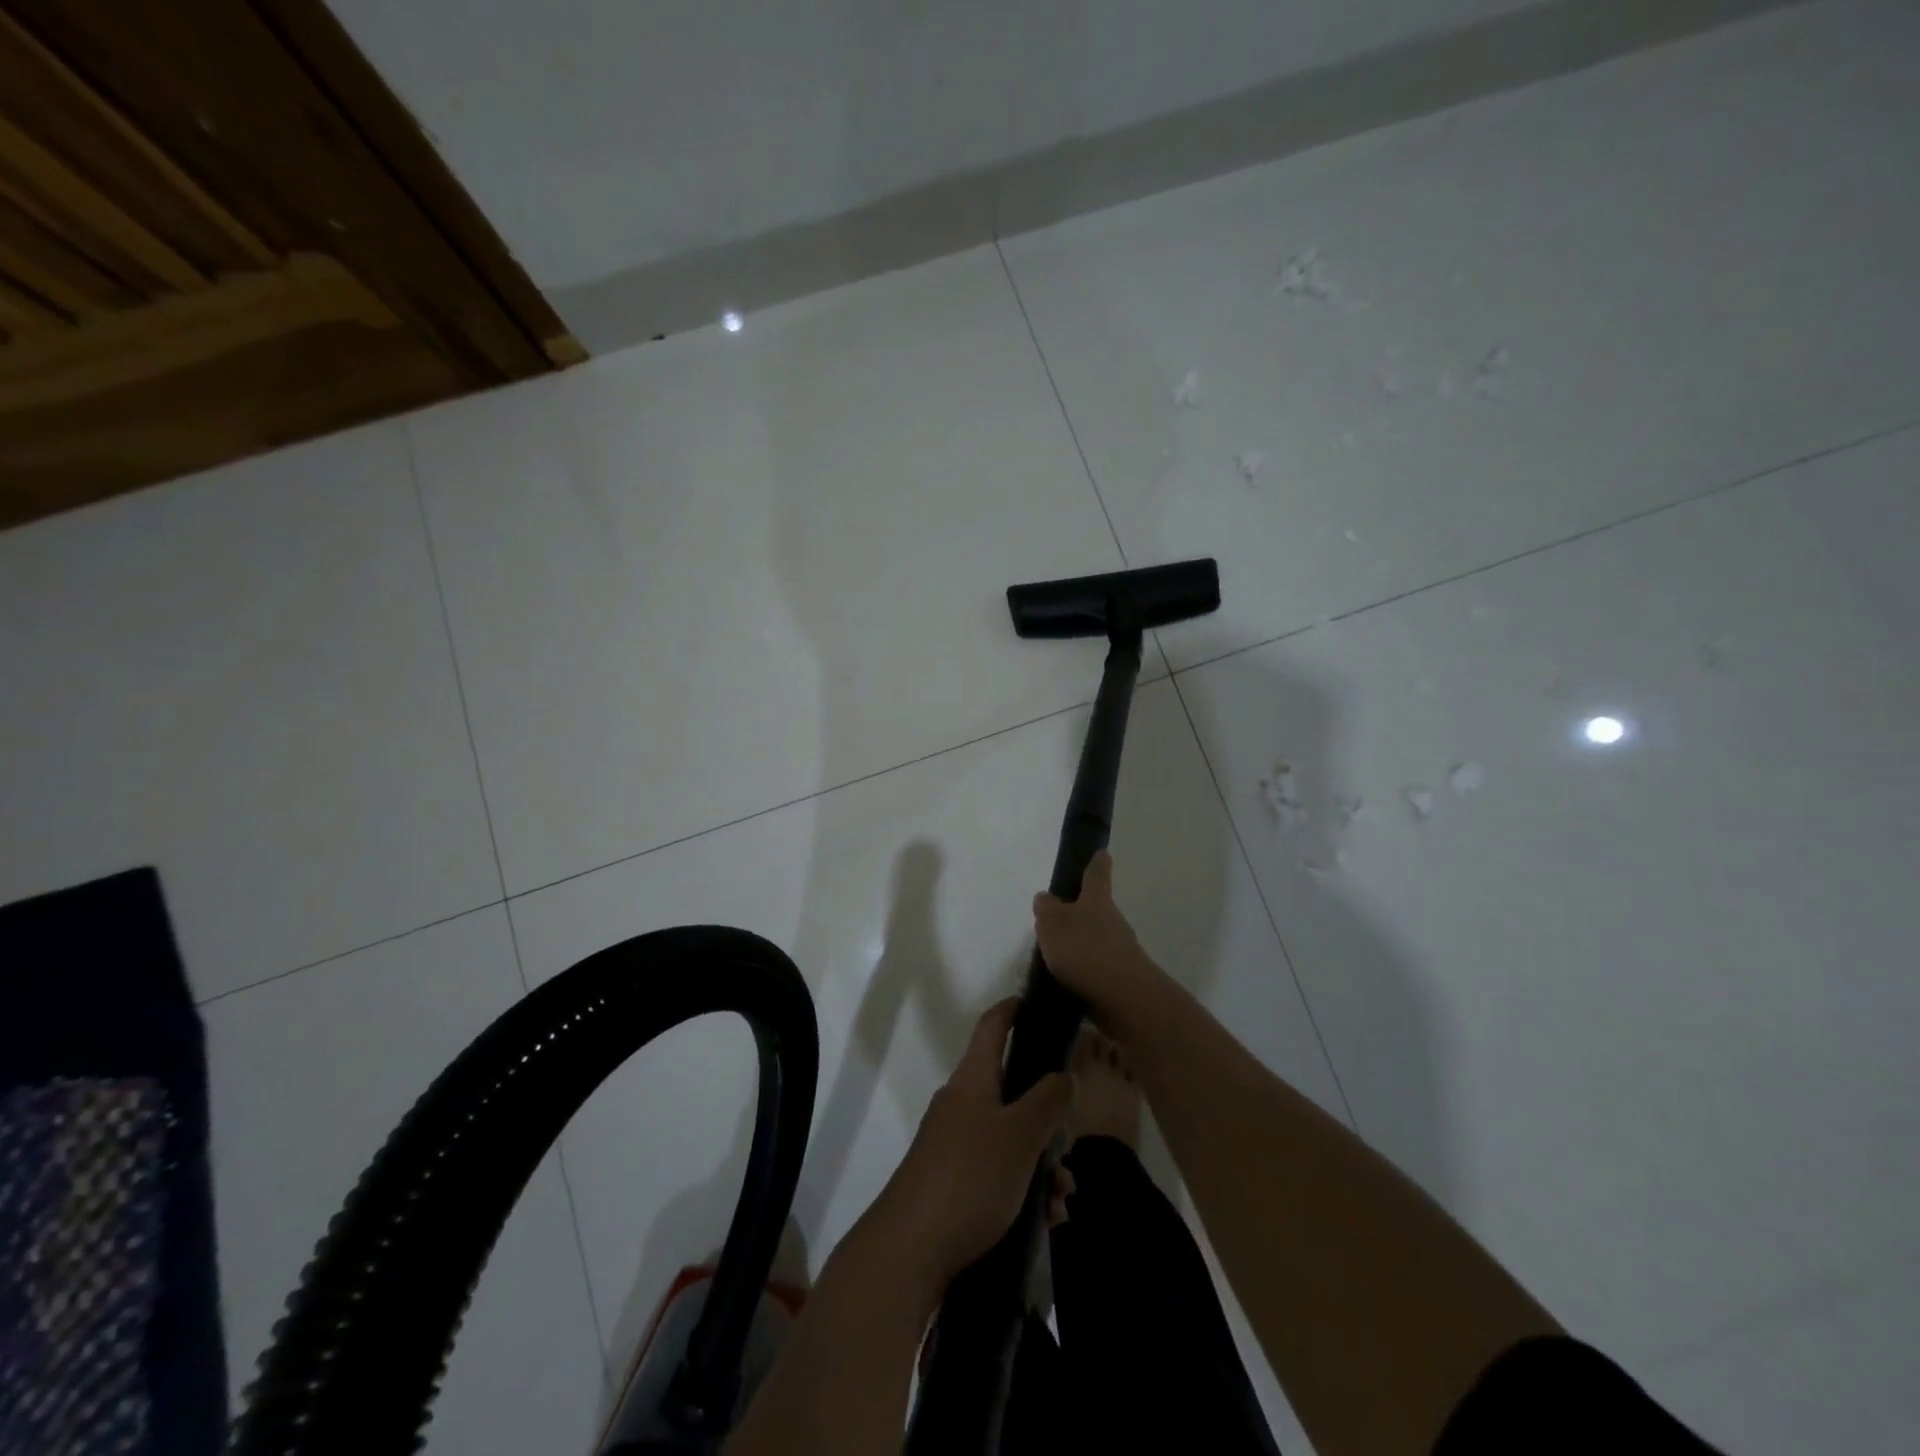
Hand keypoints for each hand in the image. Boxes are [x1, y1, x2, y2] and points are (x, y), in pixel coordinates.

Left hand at [871, 999, 1073, 1293]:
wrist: (910, 1251)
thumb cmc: (969, 1178)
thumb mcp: (1019, 1135)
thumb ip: (1047, 1100)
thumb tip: (1063, 1074)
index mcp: (972, 1080)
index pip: (992, 1026)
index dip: (1013, 1010)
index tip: (1037, 1003)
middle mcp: (962, 1104)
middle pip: (1012, 1091)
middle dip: (1048, 1118)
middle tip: (1070, 1148)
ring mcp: (955, 1144)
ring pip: (1011, 1138)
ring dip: (1042, 1164)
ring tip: (1062, 1200)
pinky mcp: (955, 1183)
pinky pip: (1000, 1173)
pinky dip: (1026, 1189)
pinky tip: (1047, 1220)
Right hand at [1032, 851, 1163, 1029]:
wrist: (1125, 999)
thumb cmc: (1085, 951)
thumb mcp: (1053, 924)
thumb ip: (1046, 910)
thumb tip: (1046, 897)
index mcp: (1097, 902)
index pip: (1097, 875)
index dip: (1097, 863)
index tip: (1102, 853)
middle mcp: (1112, 923)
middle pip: (1098, 910)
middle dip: (1083, 911)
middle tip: (1061, 916)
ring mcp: (1120, 952)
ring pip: (1098, 941)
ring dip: (1081, 945)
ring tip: (1056, 955)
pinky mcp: (1120, 981)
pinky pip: (1097, 969)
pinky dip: (1083, 972)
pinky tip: (1066, 982)